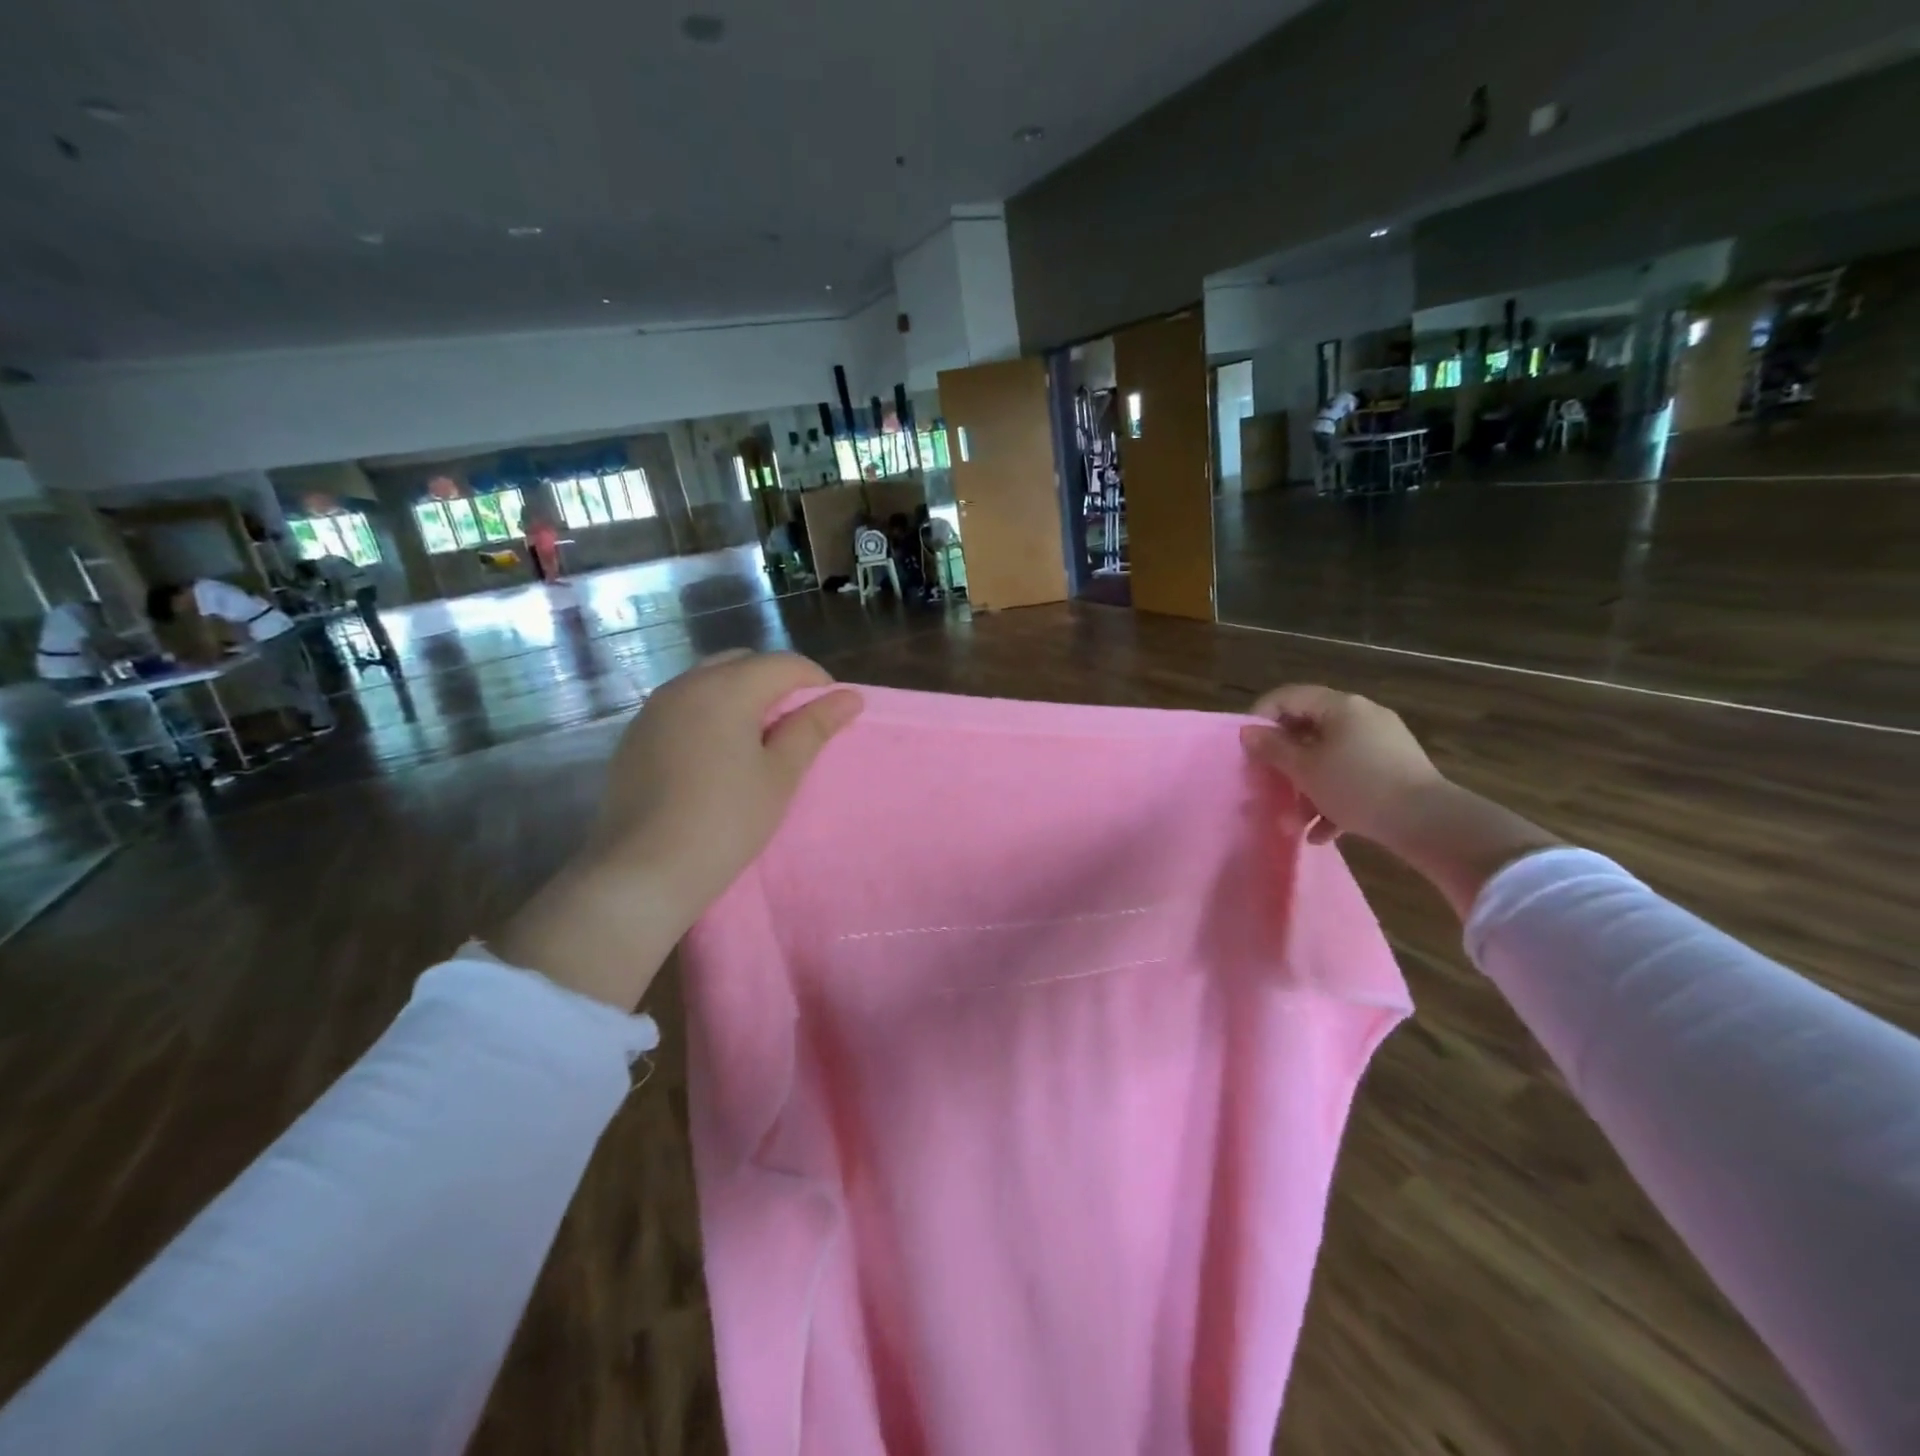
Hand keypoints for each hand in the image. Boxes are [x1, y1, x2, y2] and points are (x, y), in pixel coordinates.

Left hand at [593, 650, 862, 914]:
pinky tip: (716, 757)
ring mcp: (653, 709)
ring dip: (741, 697)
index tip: (830, 716)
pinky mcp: (635, 735)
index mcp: (725, 688)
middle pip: (743, 663)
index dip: (815, 682)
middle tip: (796, 727)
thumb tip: (850, 697)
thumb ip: (813, 727)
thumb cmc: (726, 821)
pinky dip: (709, 714)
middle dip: (776, 684)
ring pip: (709, 682)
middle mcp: (685, 685)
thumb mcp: (780, 774)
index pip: (782, 663)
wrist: (644, 871)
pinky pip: (683, 706)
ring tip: (758, 742)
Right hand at [1239, 684, 1446, 845]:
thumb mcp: (1305, 770)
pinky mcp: (1396, 769)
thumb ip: (1272, 749)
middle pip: (1309, 729)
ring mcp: (1382, 742)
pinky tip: (1323, 833)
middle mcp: (1362, 716)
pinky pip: (1353, 775)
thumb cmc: (1357, 787)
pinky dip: (1335, 798)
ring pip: (1330, 757)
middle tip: (1269, 783)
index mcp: (1340, 706)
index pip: (1288, 696)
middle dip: (1286, 761)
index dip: (1261, 717)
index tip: (1247, 747)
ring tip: (1295, 821)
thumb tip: (1248, 731)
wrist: (1428, 822)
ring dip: (1308, 787)